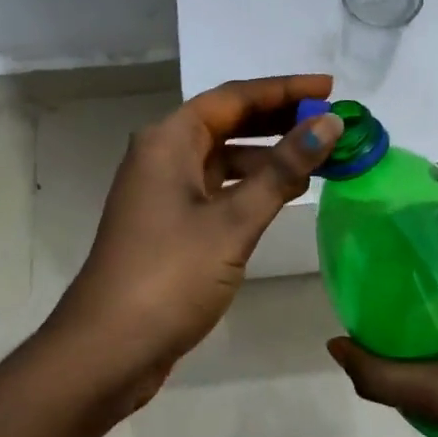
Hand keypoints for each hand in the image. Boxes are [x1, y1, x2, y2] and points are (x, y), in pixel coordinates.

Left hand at [42, 75, 344, 416]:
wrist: (108, 349)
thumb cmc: (170, 276)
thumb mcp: (233, 221)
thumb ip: (282, 170)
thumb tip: (328, 124)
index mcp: (169, 140)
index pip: (234, 97)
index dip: (284, 89)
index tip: (329, 88)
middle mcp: (162, 154)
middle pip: (227, 120)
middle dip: (278, 118)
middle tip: (328, 119)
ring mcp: (163, 189)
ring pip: (222, 155)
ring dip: (267, 153)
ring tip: (317, 155)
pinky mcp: (169, 221)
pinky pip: (217, 185)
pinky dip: (250, 183)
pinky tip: (283, 192)